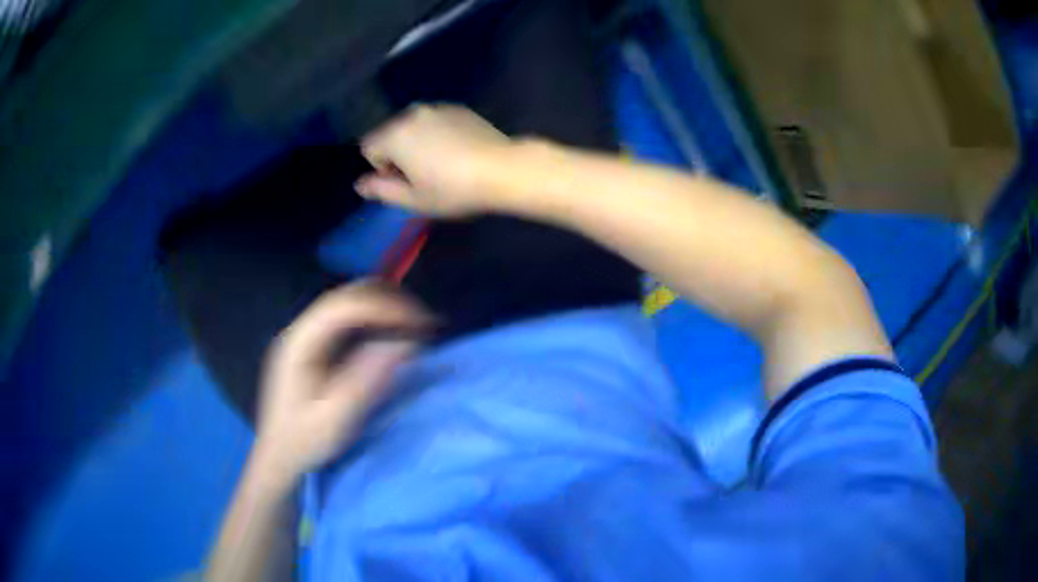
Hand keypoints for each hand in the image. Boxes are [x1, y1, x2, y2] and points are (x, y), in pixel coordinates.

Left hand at [252, 281, 433, 484]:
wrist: (278, 457)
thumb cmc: (304, 442)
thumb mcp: (336, 418)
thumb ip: (366, 379)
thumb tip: (404, 343)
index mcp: (299, 344)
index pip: (342, 307)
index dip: (383, 307)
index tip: (418, 323)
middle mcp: (301, 331)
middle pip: (346, 296)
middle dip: (388, 302)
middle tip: (424, 322)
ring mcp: (307, 336)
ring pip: (349, 303)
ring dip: (384, 308)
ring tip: (416, 326)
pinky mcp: (316, 346)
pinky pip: (349, 320)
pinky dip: (376, 320)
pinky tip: (394, 335)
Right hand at [355, 104, 512, 216]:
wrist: (502, 169)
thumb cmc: (453, 189)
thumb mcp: (413, 199)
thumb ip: (381, 190)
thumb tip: (360, 184)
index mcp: (395, 134)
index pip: (368, 147)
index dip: (382, 168)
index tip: (406, 181)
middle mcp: (411, 113)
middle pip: (389, 133)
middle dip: (398, 152)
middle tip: (424, 175)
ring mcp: (437, 107)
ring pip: (412, 126)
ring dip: (417, 142)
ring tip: (442, 163)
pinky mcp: (458, 107)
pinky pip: (434, 120)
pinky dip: (437, 133)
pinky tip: (458, 151)